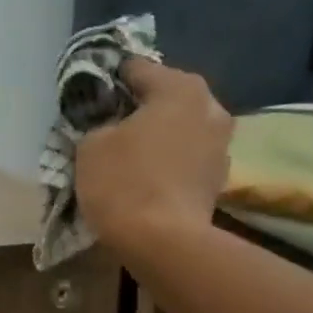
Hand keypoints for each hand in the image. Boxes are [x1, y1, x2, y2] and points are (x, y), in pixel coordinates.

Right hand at [74, 59, 232, 248]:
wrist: (164, 243)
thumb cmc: (124, 183)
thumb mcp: (91, 145)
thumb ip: (99, 123)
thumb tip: (111, 126)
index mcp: (179, 87)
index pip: (136, 69)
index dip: (109, 81)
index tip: (91, 98)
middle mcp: (210, 105)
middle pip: (165, 97)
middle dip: (139, 108)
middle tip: (110, 127)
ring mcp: (222, 143)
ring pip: (180, 128)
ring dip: (158, 136)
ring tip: (130, 155)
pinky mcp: (220, 177)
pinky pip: (187, 157)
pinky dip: (170, 162)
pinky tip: (149, 177)